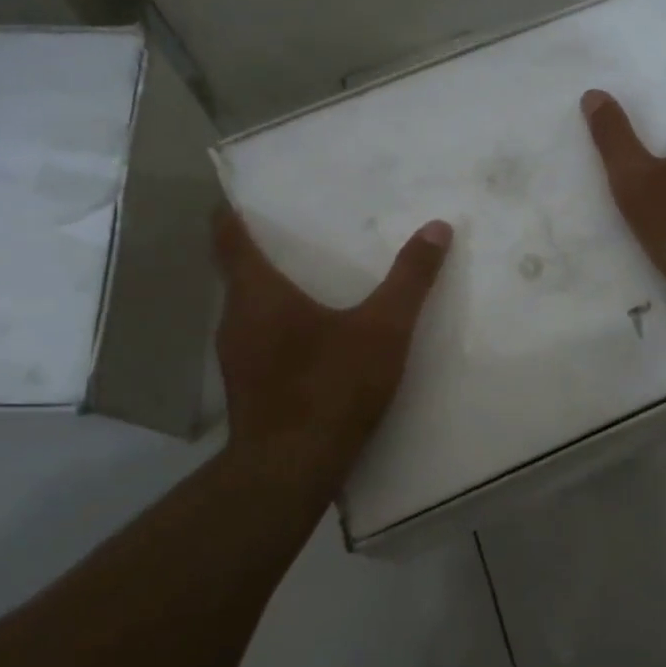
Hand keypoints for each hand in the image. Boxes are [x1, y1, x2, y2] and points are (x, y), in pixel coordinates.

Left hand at [213, 208, 452, 508]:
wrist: (291, 469)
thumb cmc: (331, 387)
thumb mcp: (383, 329)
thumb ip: (410, 279)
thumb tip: (437, 228)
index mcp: (258, 293)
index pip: (228, 237)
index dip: (231, 213)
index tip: (240, 197)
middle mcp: (235, 319)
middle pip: (238, 273)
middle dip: (263, 253)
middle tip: (297, 236)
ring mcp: (235, 358)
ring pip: (248, 311)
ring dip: (271, 294)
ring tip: (310, 284)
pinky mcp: (245, 389)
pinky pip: (257, 341)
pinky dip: (277, 329)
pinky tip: (310, 340)